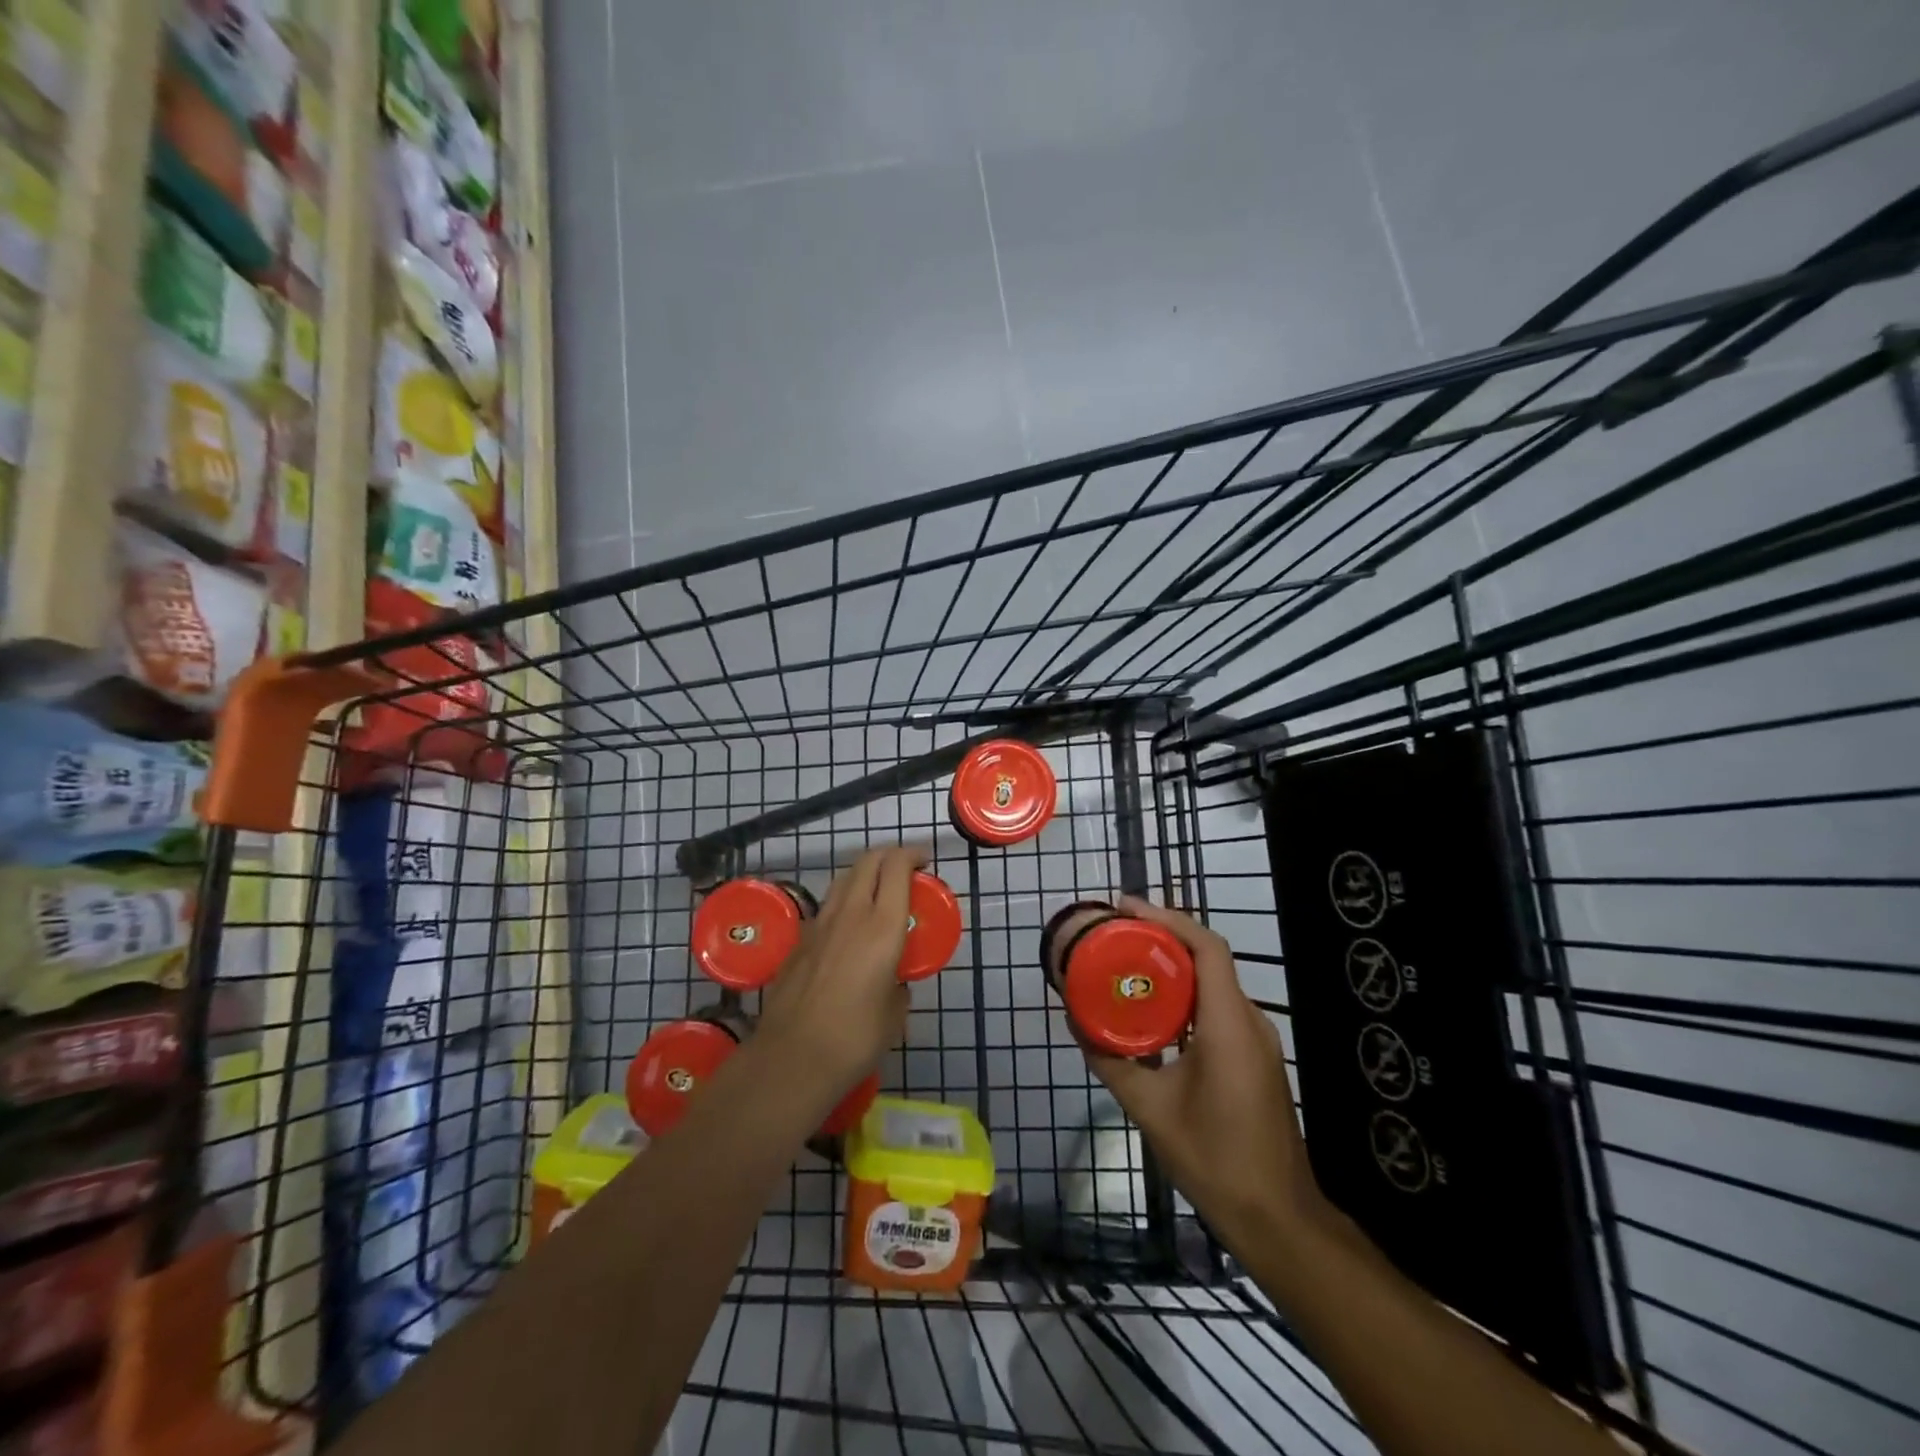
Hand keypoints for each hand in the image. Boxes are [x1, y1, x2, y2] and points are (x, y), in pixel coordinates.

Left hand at [755, 845, 924, 1099]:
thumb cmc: (855, 1039)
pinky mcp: (798, 941)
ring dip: (864, 874)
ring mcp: (819, 925)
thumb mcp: (894, 1015)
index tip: (925, 861)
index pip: (896, 867)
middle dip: (889, 855)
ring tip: (878, 892)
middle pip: (868, 861)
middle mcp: (850, 914)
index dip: (912, 854)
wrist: (792, 1059)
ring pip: (843, 879)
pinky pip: (826, 908)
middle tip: (905, 869)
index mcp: (882, 927)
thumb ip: (898, 988)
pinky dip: (843, 902)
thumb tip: (894, 984)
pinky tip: (848, 929)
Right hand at [1079, 896, 1323, 1247]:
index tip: (1125, 907)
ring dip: (1174, 965)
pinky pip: (1218, 1006)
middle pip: (1208, 957)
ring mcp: (1257, 1039)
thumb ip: (1111, 1061)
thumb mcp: (1150, 1110)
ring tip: (1128, 959)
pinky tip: (1155, 1008)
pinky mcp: (1255, 1056)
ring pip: (1214, 981)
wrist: (1277, 1217)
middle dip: (1162, 935)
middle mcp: (1249, 1021)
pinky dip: (1186, 994)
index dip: (1168, 918)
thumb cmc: (1214, 1160)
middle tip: (1116, 931)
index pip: (1206, 948)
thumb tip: (1076, 1023)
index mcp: (1227, 1025)